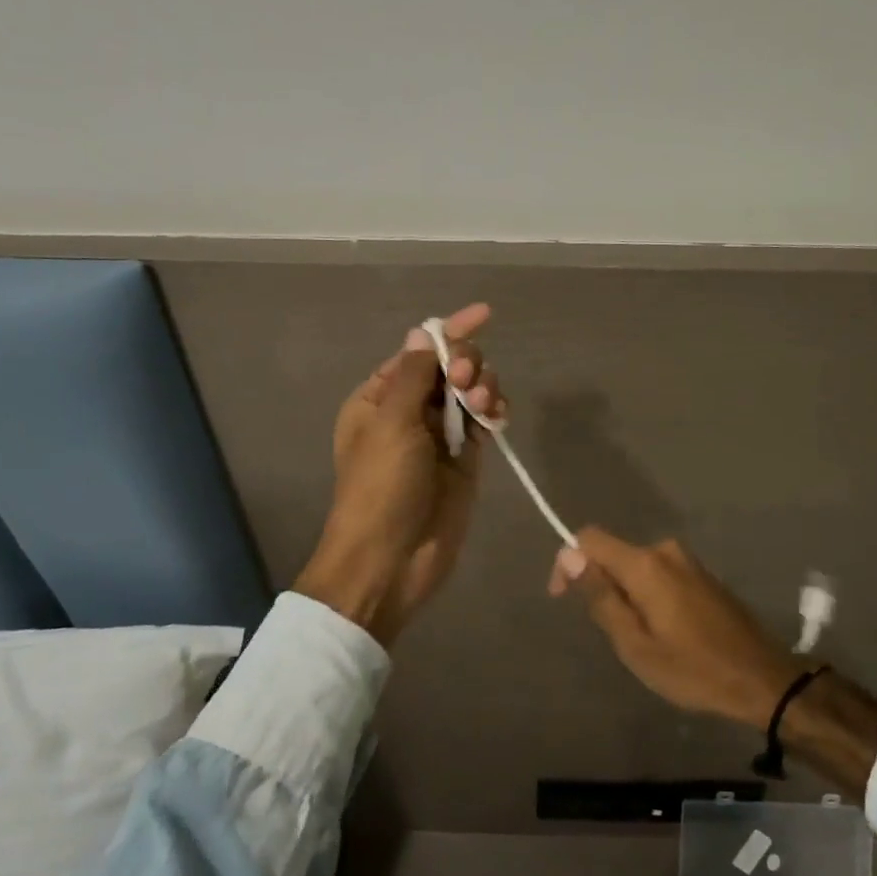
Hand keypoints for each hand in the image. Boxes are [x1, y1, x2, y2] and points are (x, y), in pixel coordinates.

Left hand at [296, 302, 504, 645]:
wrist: (390, 560)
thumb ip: (414, 374)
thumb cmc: (380, 487)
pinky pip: (484, 422)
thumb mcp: (390, 423)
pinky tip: (497, 414)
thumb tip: (424, 331)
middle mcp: (409, 412)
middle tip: (466, 382)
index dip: (450, 331)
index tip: (484, 314)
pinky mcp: (465, 460)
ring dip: (482, 387)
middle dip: (465, 363)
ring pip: (470, 393)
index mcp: (379, 398)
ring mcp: (439, 437)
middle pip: (449, 368)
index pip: (419, 352)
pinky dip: (493, 411)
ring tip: (482, 404)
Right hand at [548, 528, 805, 729]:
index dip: (568, 561)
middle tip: (612, 634)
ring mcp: (688, 561)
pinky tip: (663, 631)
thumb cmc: (693, 669)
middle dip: (601, 585)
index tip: (563, 597)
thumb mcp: (635, 644)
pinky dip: (647, 595)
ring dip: (626, 594)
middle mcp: (666, 551)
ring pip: (637, 567)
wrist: (763, 679)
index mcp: (646, 564)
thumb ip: (601, 597)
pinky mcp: (703, 575)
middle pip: (614, 554)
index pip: (590, 539)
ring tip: (639, 639)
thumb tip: (570, 556)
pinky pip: (659, 574)